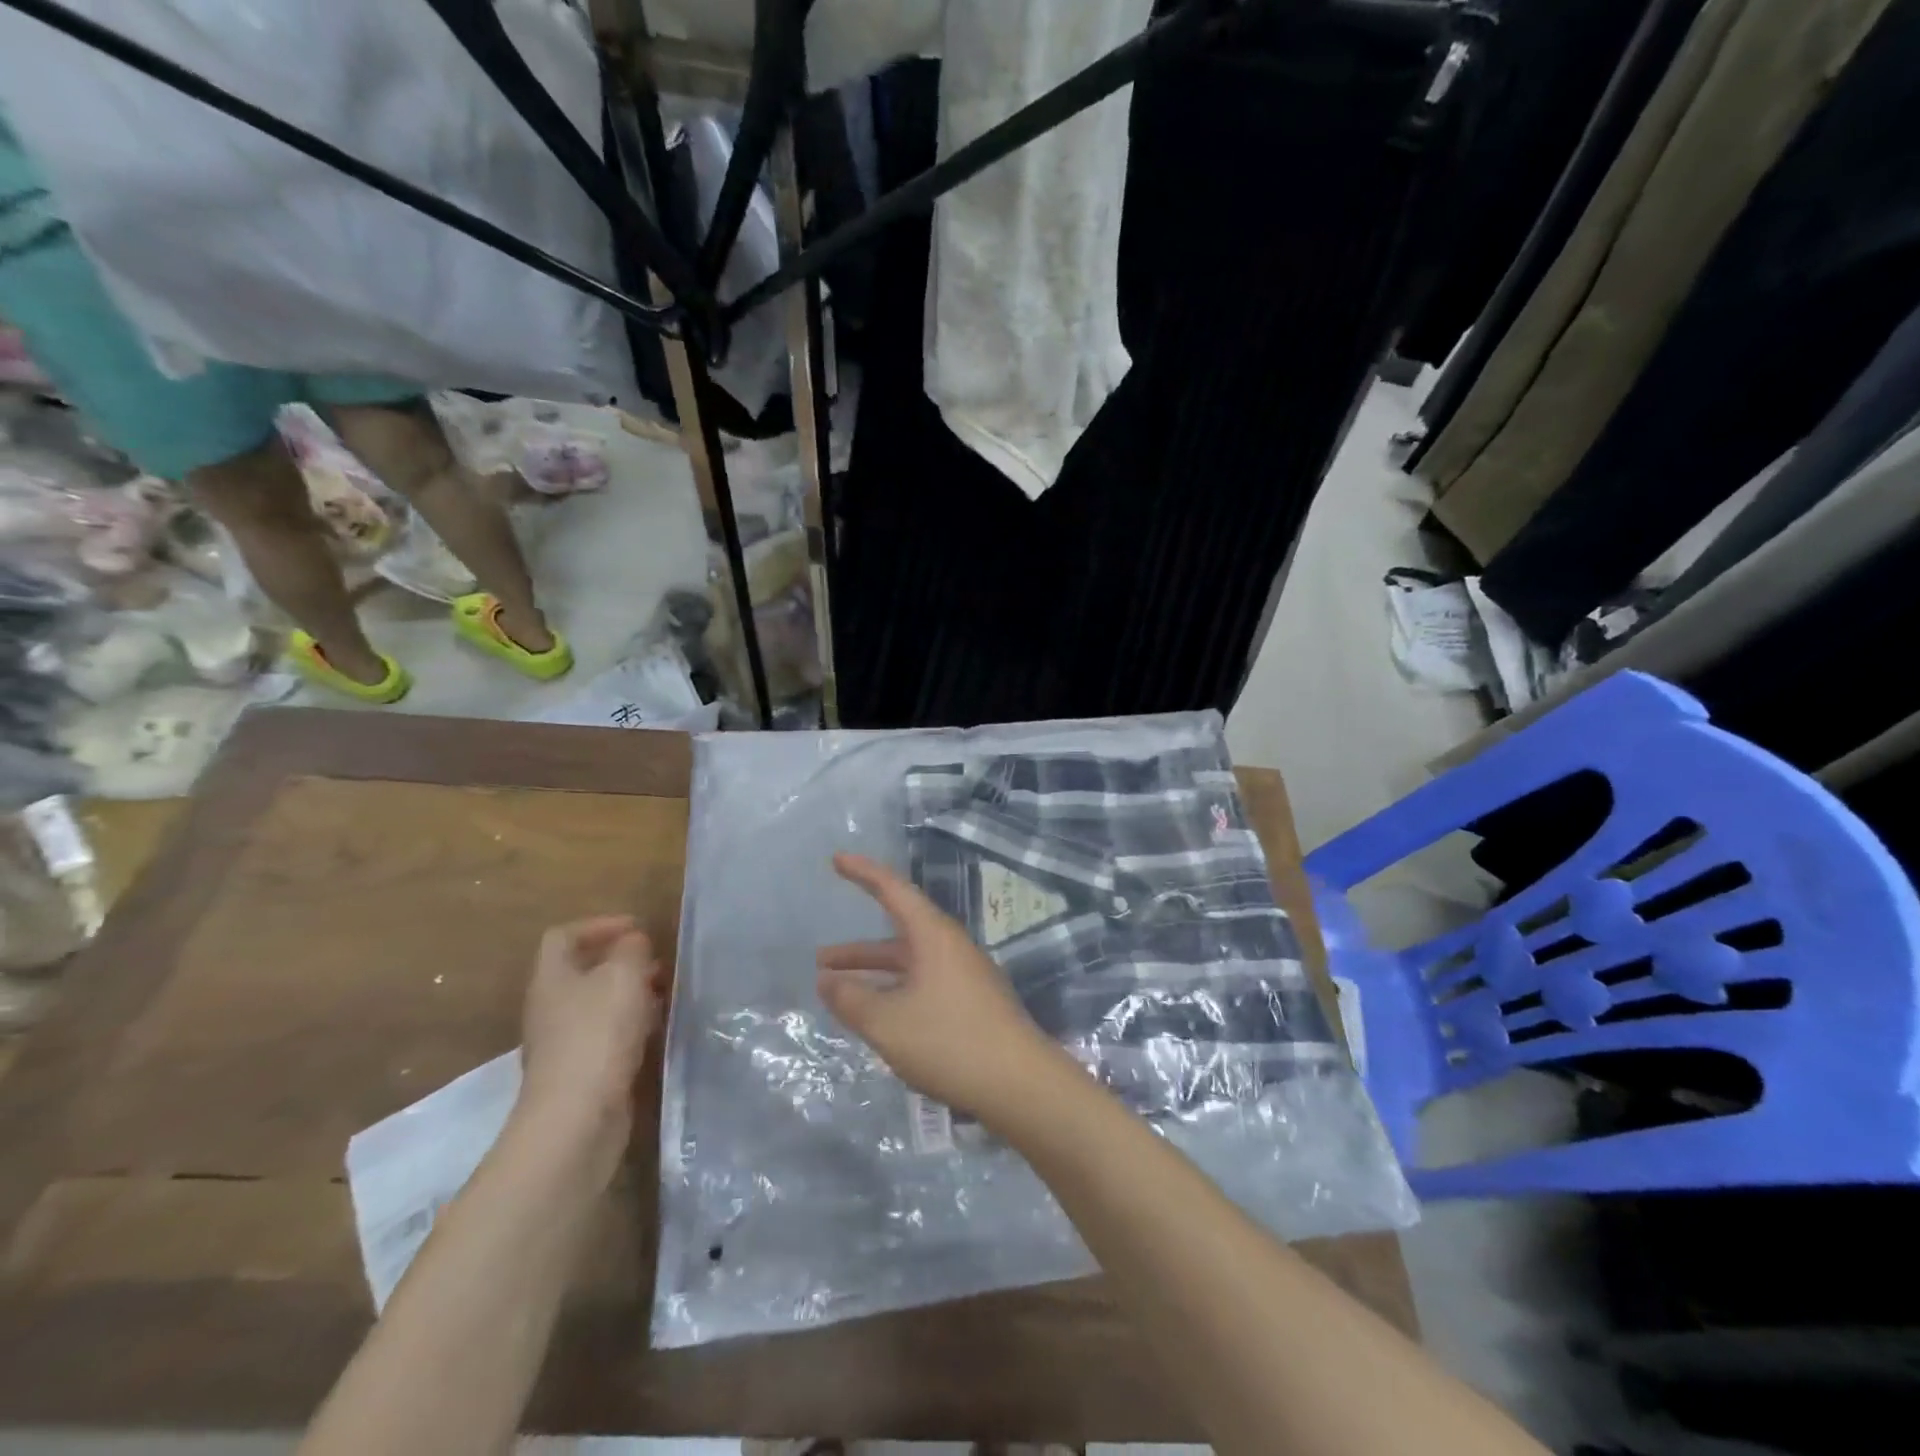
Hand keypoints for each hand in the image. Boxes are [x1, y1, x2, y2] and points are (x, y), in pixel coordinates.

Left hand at [519, 916, 662, 1146]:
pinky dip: (632, 1025)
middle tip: (658, 963)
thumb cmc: (598, 1035)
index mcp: (552, 978)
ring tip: (666, 994)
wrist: (577, 1120)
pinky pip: (607, 1035)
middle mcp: (551, 1007)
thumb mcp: (623, 976)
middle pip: (583, 971)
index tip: (637, 928)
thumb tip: (633, 942)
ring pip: (599, 1004)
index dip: (599, 925)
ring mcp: (563, 1043)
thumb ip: (631, 950)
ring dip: (631, 994)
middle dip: (623, 961)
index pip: (564, 936)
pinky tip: (657, 1030)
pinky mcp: (581, 1073)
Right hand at [817, 853, 1070, 1125]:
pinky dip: (894, 992)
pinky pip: (923, 985)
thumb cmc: (950, 1041)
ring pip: (909, 965)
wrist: (1020, 1083)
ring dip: (875, 975)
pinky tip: (879, 1017)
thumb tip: (827, 982)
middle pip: (898, 935)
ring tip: (838, 992)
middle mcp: (951, 947)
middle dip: (858, 949)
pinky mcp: (972, 1004)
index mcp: (933, 936)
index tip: (837, 859)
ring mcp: (964, 976)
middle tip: (822, 959)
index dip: (863, 873)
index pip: (893, 890)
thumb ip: (852, 1000)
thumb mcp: (888, 1023)